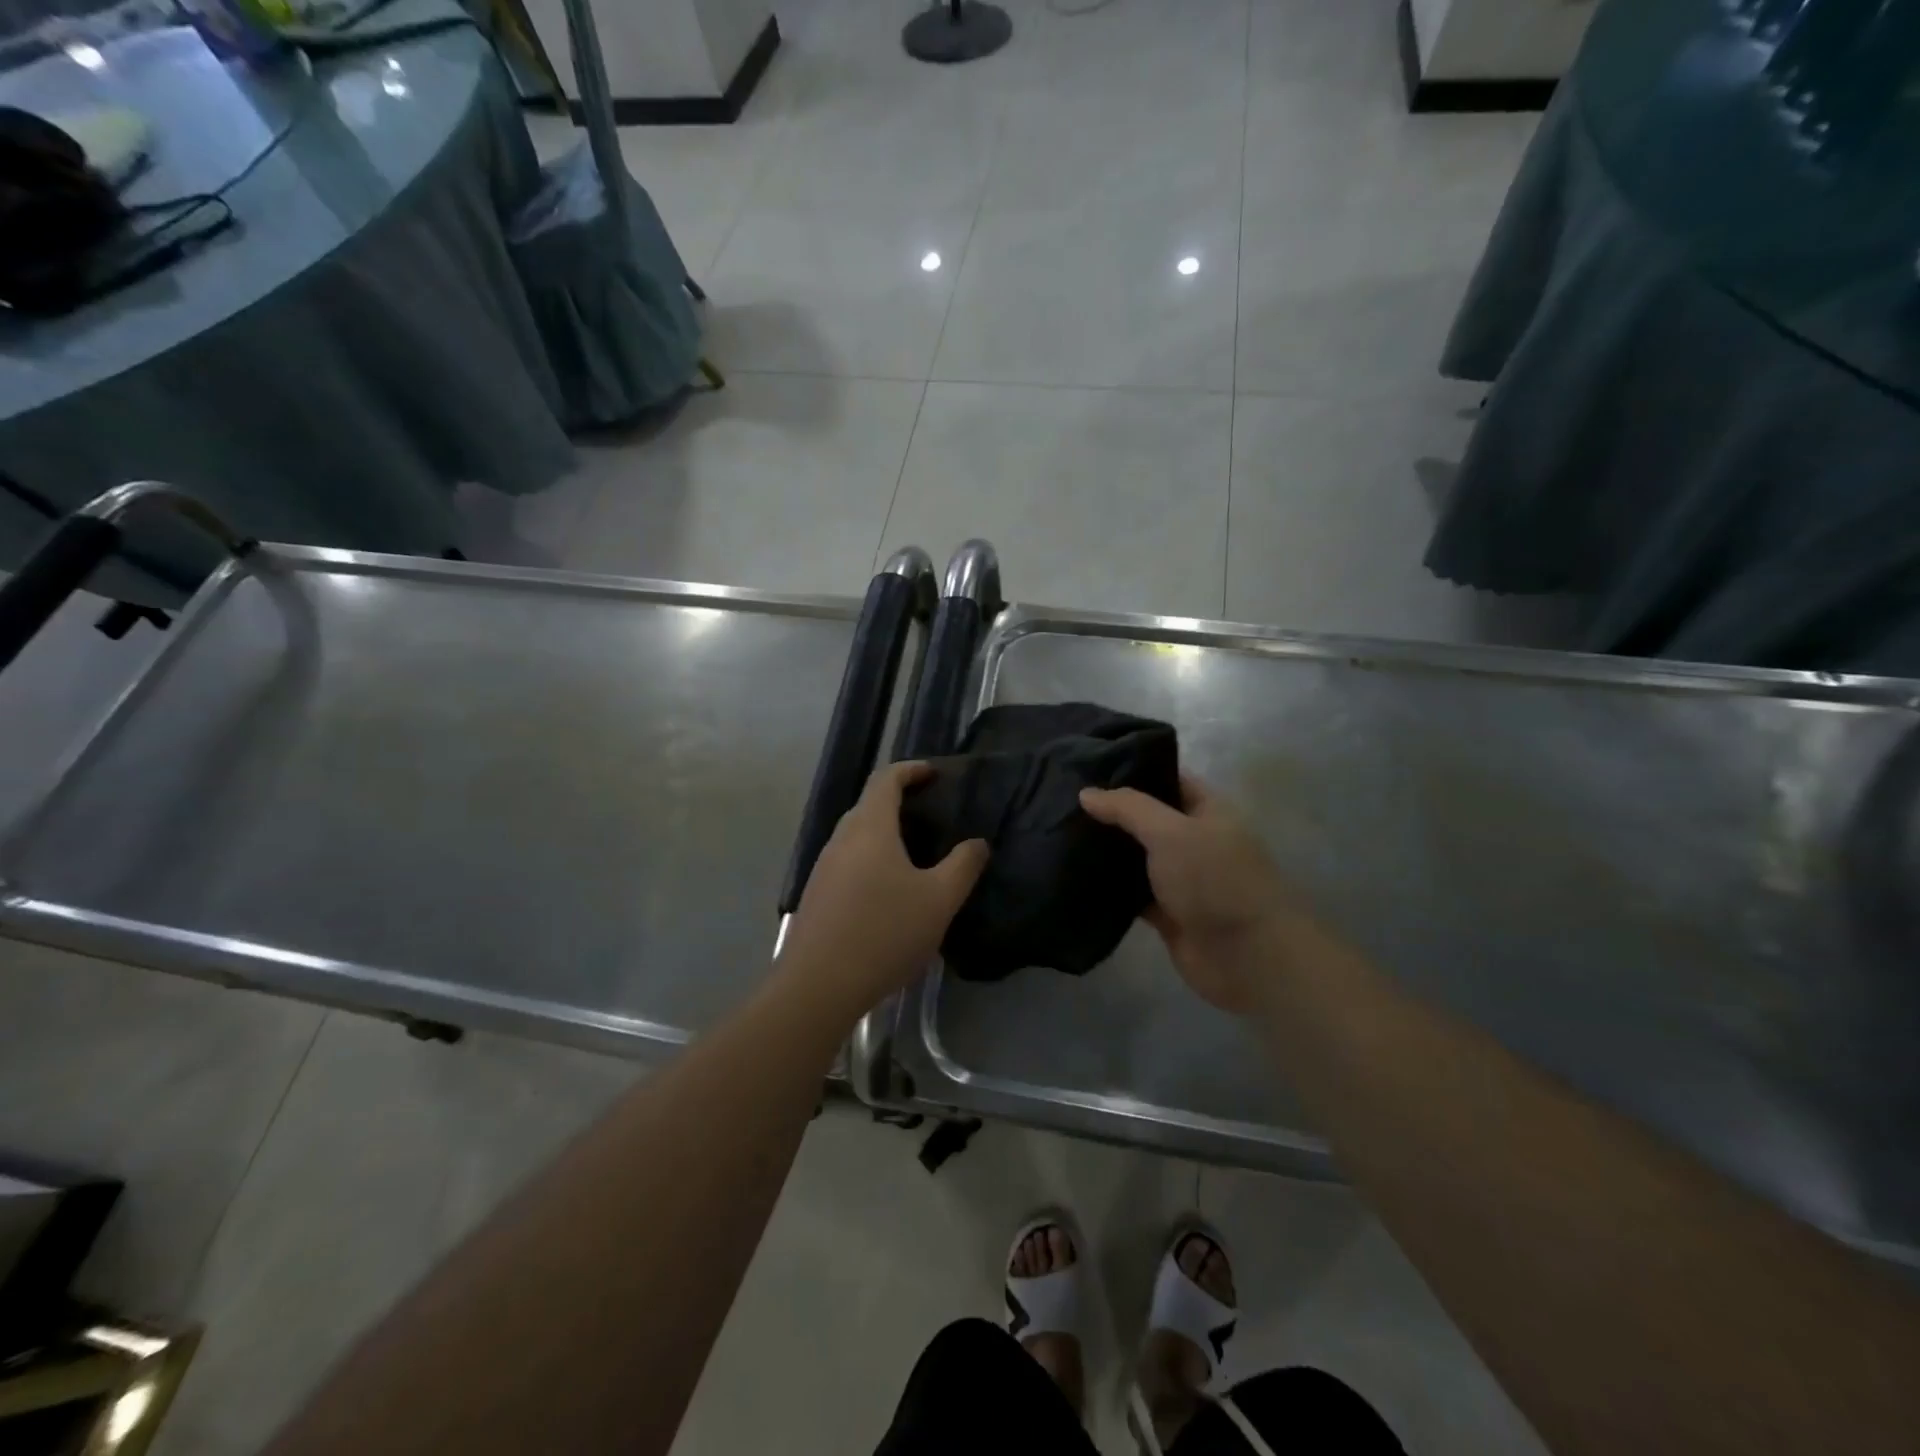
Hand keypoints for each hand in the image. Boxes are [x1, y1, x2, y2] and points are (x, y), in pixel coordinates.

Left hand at [778, 761, 988, 1020]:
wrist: (819, 985)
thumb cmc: (885, 932)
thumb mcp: (939, 900)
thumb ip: (963, 866)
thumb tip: (977, 843)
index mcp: (870, 828)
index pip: (885, 780)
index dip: (910, 770)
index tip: (934, 774)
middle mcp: (841, 839)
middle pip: (868, 805)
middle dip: (898, 802)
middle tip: (930, 814)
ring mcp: (823, 868)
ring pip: (856, 836)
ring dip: (884, 834)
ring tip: (915, 853)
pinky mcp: (817, 896)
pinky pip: (847, 862)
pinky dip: (870, 860)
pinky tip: (888, 891)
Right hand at [1080, 775, 1294, 1012]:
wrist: (1247, 957)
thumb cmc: (1214, 880)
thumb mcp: (1170, 832)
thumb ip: (1127, 808)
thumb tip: (1086, 793)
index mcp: (1207, 810)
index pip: (1166, 777)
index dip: (1131, 769)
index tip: (1087, 764)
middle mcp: (1194, 839)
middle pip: (1147, 818)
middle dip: (1111, 811)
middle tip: (1062, 798)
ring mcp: (1180, 878)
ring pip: (1136, 856)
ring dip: (1106, 849)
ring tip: (1058, 831)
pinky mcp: (1166, 913)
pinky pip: (1131, 893)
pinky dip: (1109, 887)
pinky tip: (1073, 873)